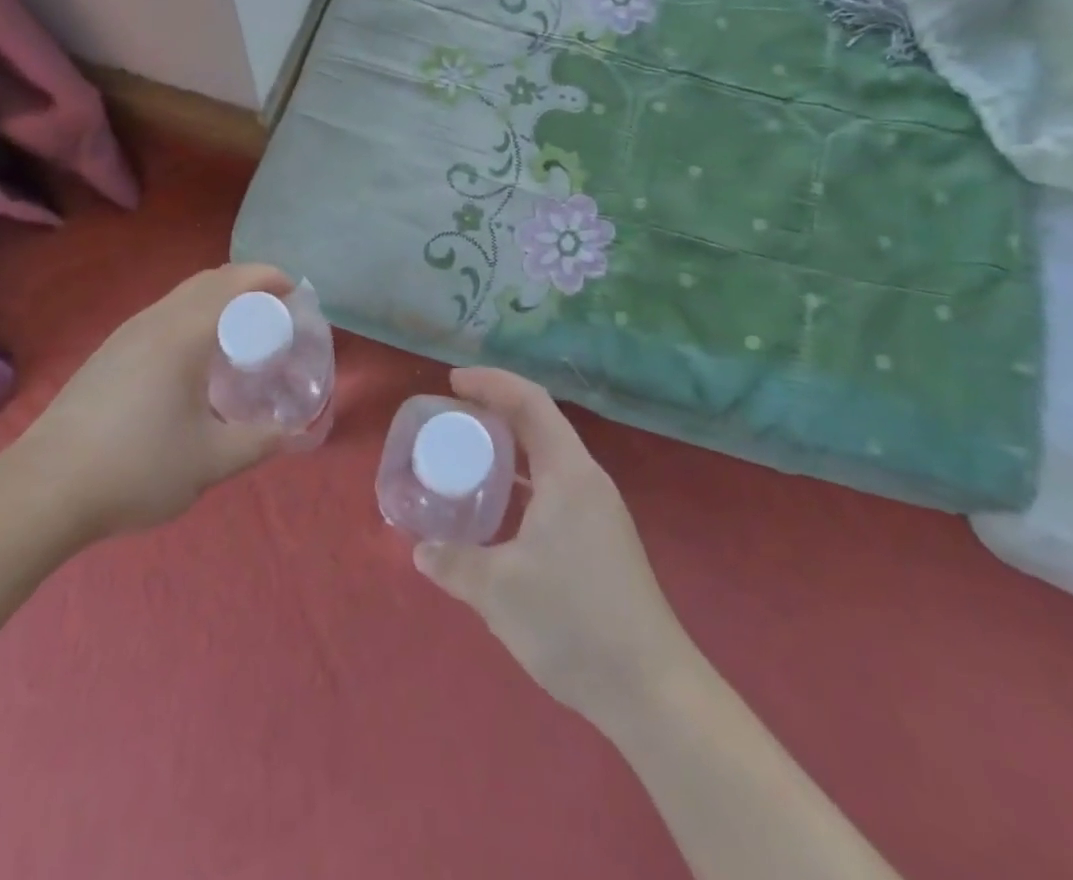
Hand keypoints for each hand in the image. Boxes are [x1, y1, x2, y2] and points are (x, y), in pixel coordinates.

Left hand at [12, 264, 292, 539]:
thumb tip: (294, 433)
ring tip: (242, 331)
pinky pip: (163, 314)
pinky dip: (193, 315)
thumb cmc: (136, 468)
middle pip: (208, 280)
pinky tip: (195, 357)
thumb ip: (258, 442)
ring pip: (182, 295)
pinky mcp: (108, 352)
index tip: (297, 293)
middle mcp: (155, 320)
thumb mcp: (210, 462)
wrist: (45, 488)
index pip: (235, 284)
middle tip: (277, 310)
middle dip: (248, 283)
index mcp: (183, 334)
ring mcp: (126, 334)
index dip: (270, 278)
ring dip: (218, 298)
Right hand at [414, 368, 691, 729]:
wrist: (651, 691)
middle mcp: (587, 481)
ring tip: (467, 456)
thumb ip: (453, 562)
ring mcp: (598, 512)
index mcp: (569, 473)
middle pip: (539, 424)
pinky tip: (497, 509)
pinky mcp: (600, 541)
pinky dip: (521, 482)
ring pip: (548, 459)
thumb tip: (420, 550)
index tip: (453, 381)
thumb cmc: (573, 621)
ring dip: (509, 448)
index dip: (492, 383)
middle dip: (495, 411)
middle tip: (451, 416)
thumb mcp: (498, 589)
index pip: (530, 402)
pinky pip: (553, 489)